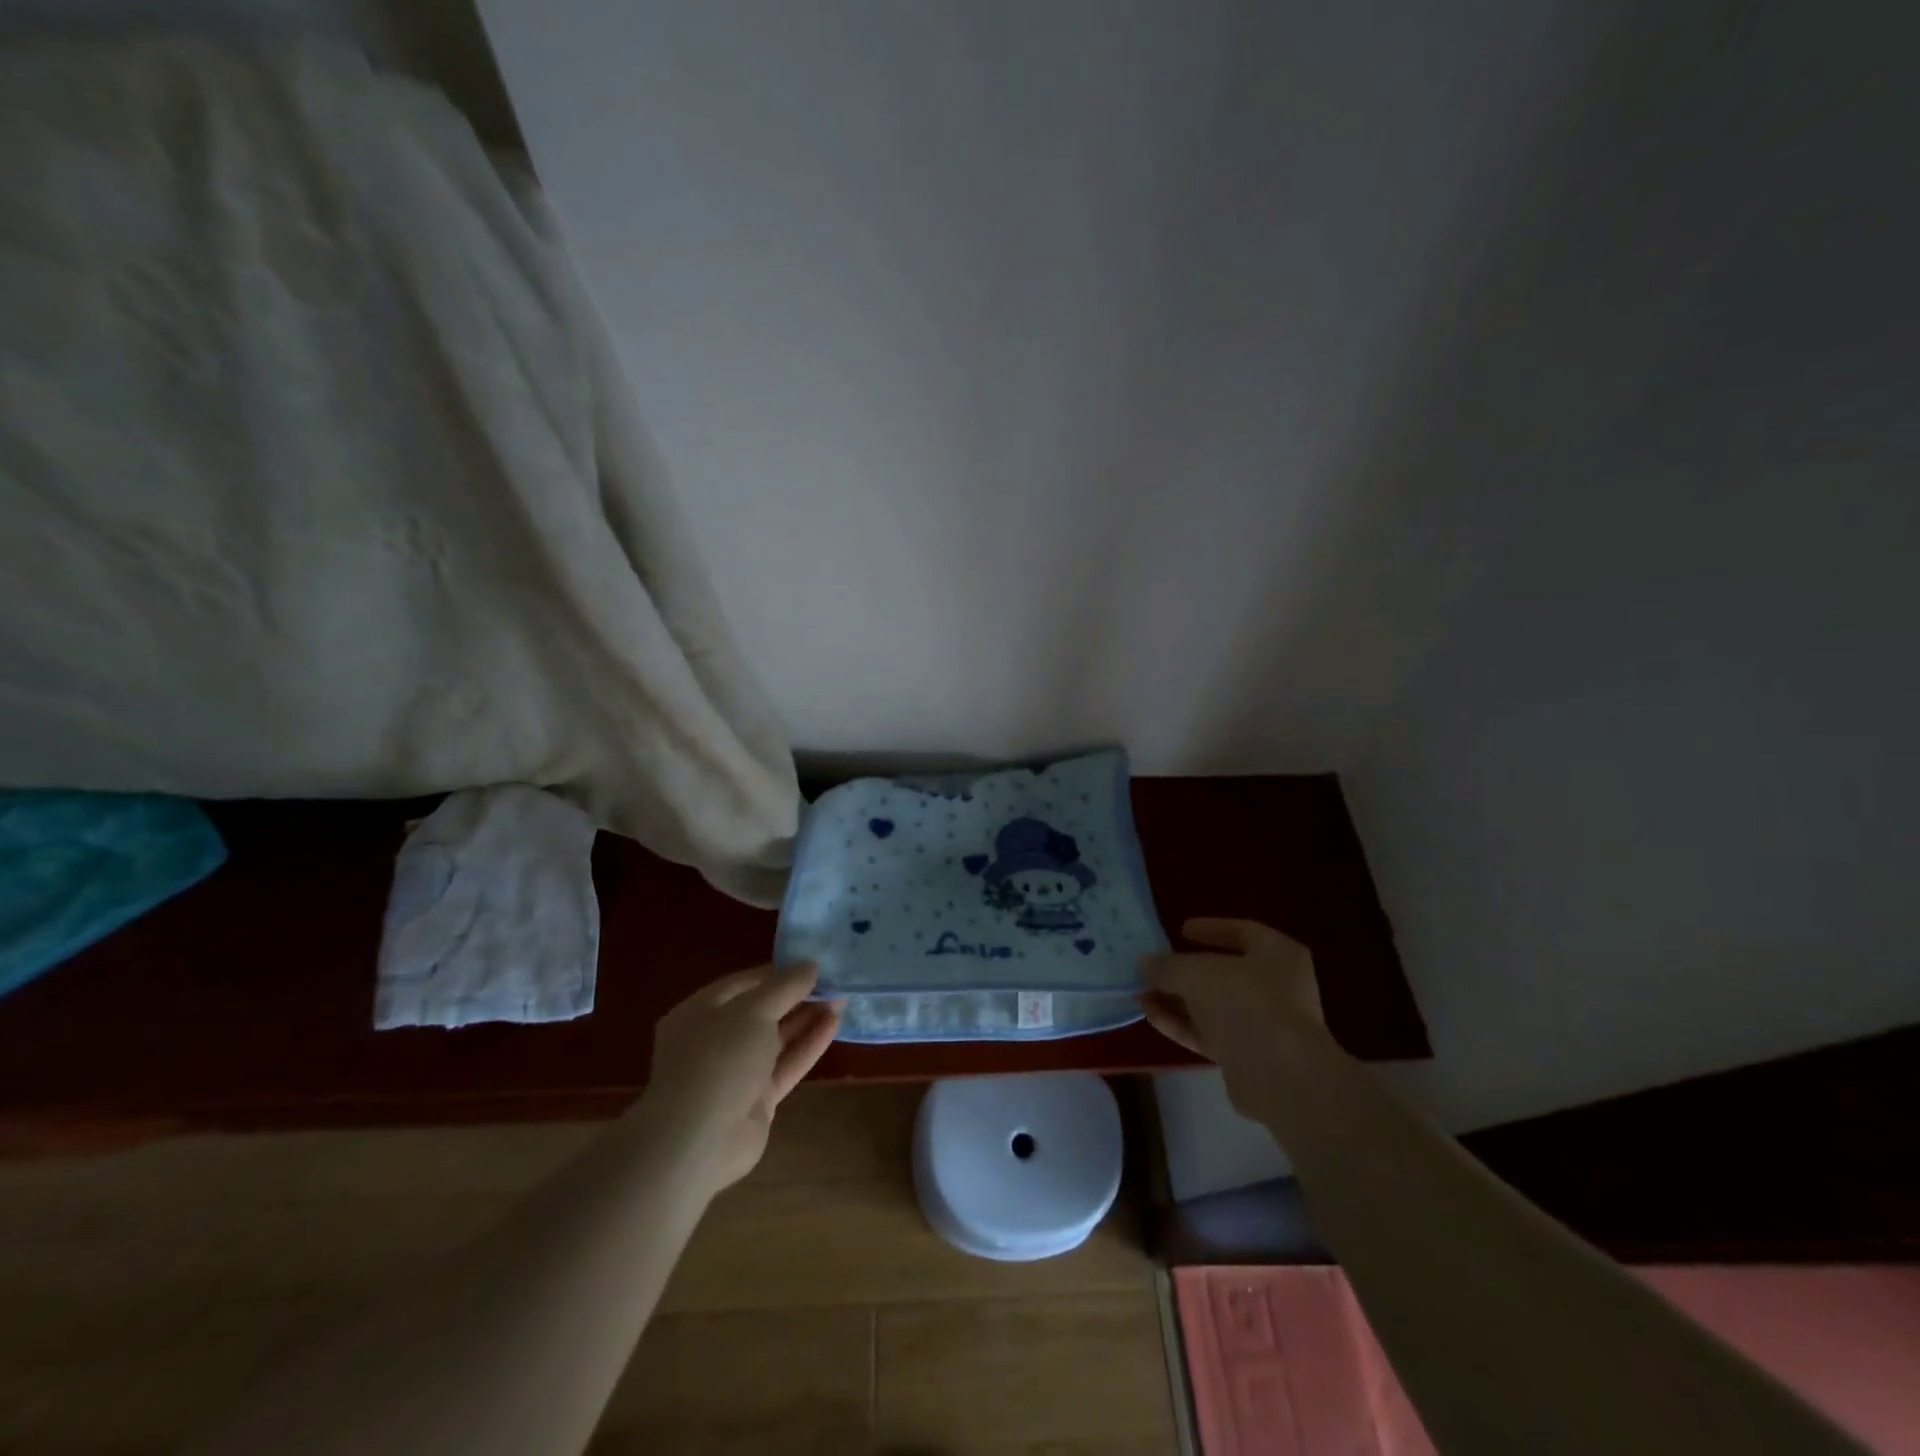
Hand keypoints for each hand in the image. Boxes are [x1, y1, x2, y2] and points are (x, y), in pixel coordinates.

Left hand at [635, 964, 842, 1192]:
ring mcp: (735, 1072)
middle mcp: (715, 1040)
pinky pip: (785, 1064)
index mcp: (699, 1012)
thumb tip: (810, 964)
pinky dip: (808, 1045)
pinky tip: (834, 1024)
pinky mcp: (756, 1100)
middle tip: (832, 981)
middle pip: (761, 1011)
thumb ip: (785, 986)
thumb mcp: (754, 1010)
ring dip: (806, 1019)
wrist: (699, 1140)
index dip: (776, 971)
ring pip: (776, 1038)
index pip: (742, 983)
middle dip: (796, 996)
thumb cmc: (719, 1059)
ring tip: (840, 998)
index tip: (810, 963)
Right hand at [1138, 919, 1327, 1113]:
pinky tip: (1150, 1016)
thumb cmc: (1244, 1002)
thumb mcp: (1196, 972)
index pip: (1242, 932)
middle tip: (1155, 966)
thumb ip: (1168, 965)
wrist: (1278, 1074)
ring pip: (1214, 1006)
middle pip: (1225, 972)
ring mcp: (1264, 1024)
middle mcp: (1277, 987)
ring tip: (1140, 992)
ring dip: (1177, 1000)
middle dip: (1186, 971)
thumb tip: (1145, 963)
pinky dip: (1181, 1024)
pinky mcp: (1248, 1056)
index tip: (1181, 930)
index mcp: (1278, 954)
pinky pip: (1210, 1033)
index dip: (1210, 928)